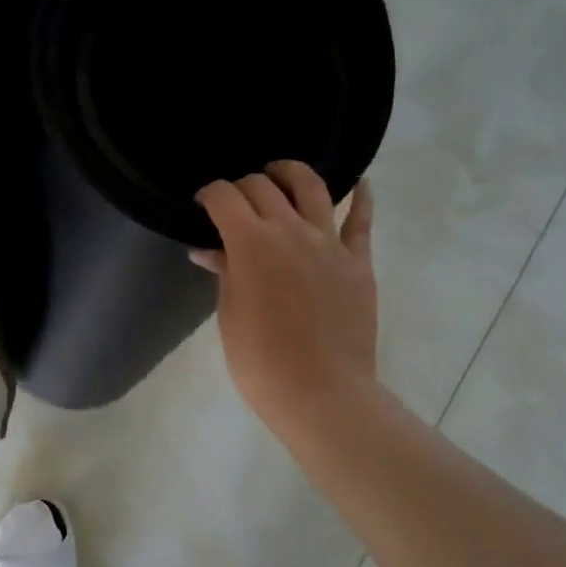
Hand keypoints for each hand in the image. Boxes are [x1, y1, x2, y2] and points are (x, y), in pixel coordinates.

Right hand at [194, 163, 377, 446]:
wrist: (321, 393)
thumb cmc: (260, 362)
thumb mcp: (230, 315)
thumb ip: (225, 274)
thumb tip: (210, 251)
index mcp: (250, 244)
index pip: (224, 198)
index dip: (209, 194)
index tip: (203, 203)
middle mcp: (290, 230)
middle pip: (262, 186)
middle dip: (242, 186)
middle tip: (234, 202)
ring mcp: (329, 242)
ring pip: (311, 186)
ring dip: (290, 173)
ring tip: (280, 175)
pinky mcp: (358, 261)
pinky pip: (361, 219)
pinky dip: (360, 196)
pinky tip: (358, 182)